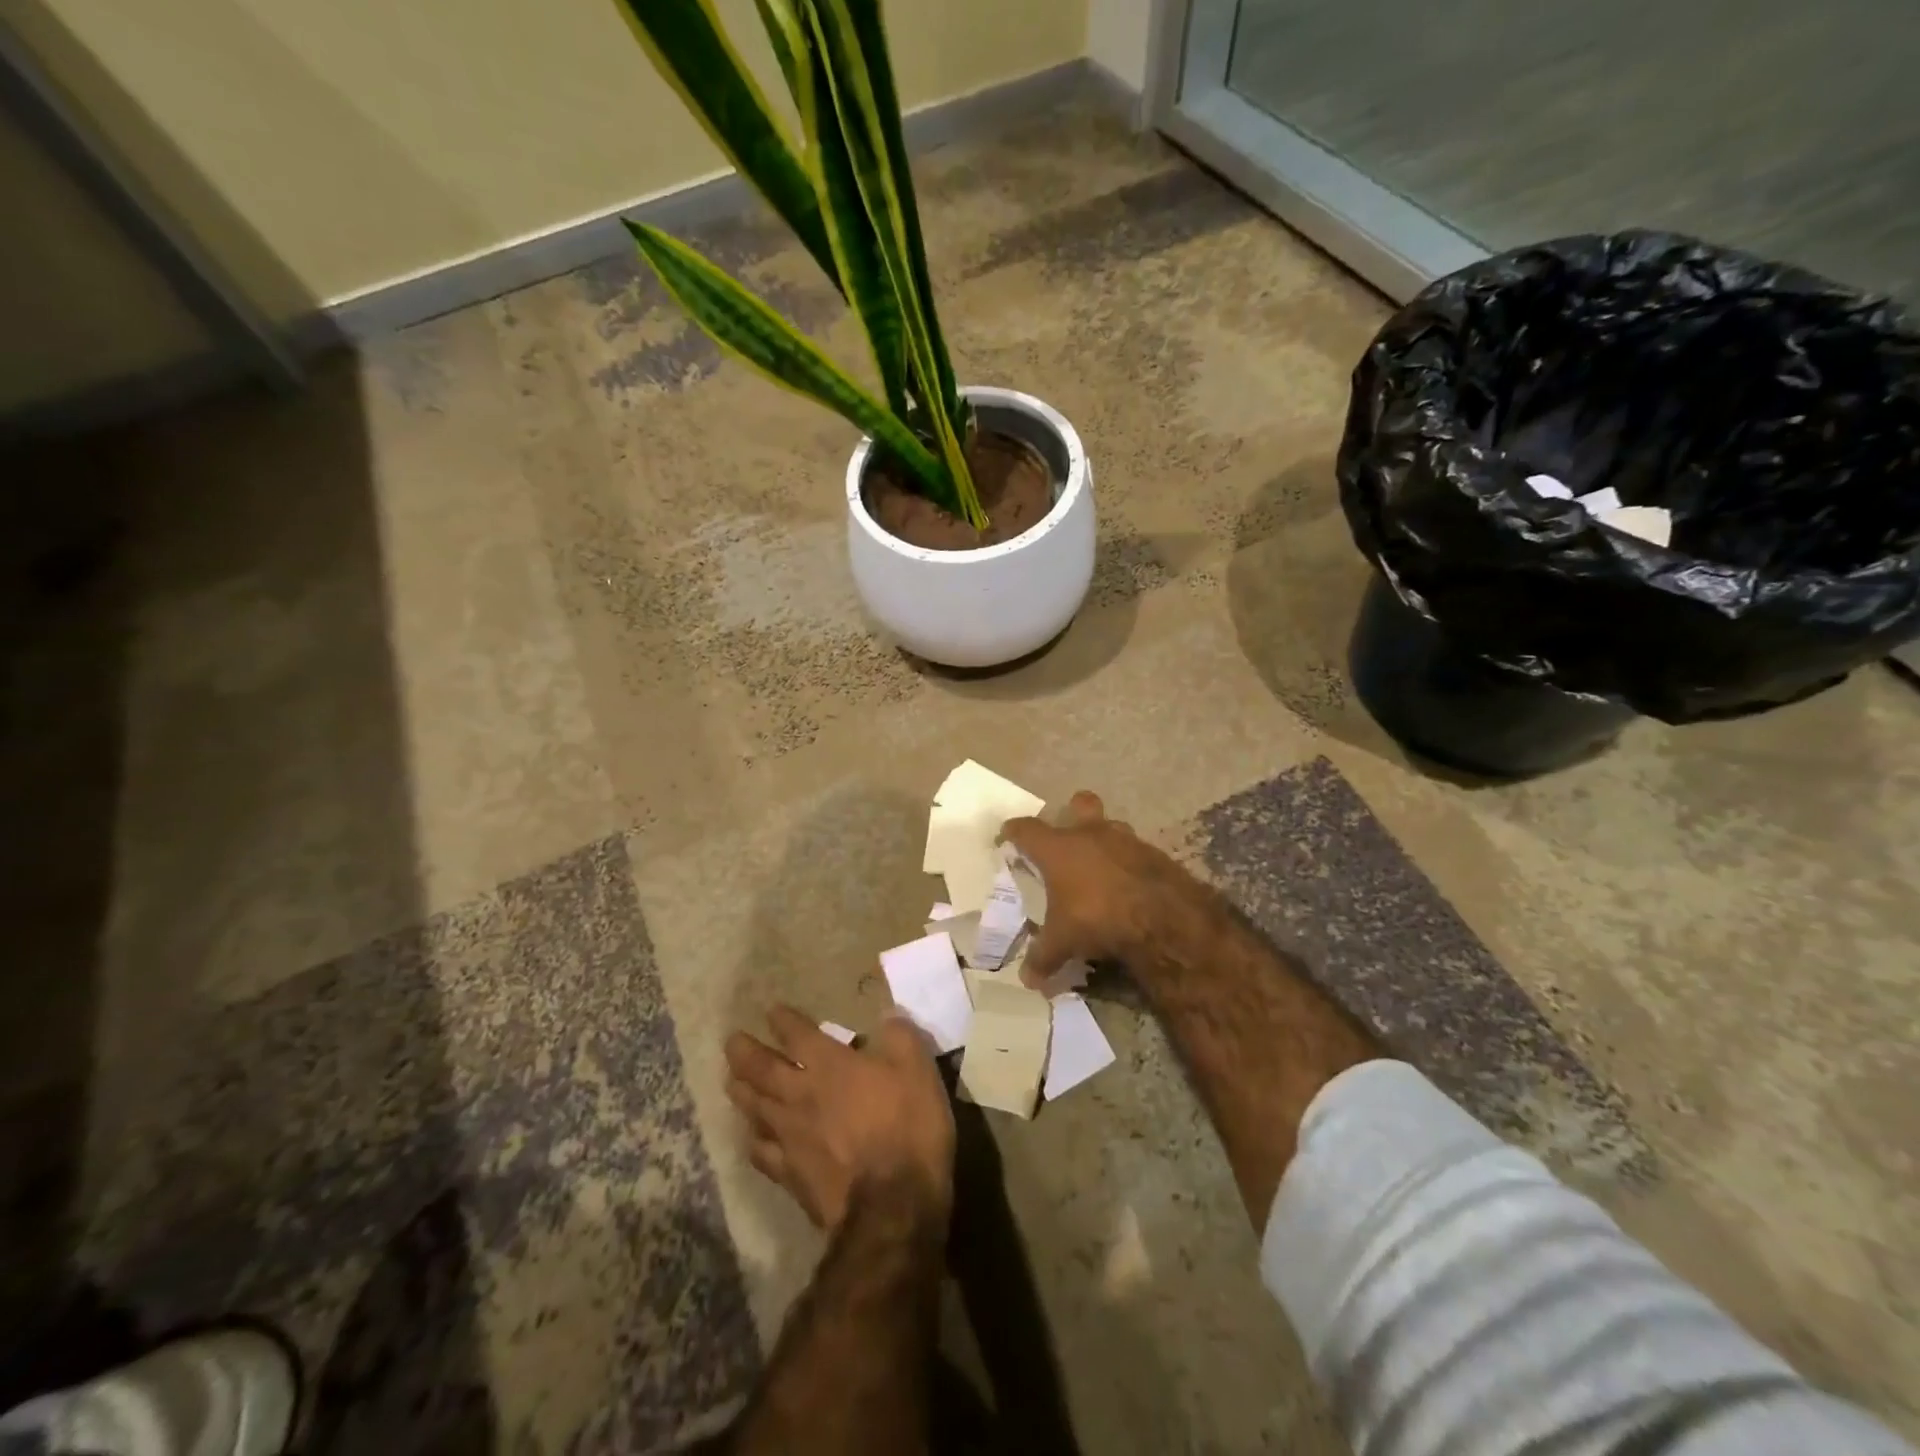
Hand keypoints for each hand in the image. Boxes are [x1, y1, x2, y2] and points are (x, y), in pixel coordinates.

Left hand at [725, 1006, 954, 1231]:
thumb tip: (888, 1016)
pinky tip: (752, 1139)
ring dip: (740, 1091)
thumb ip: (900, 1037)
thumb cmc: (908, 1127)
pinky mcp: (789, 1175)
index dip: (783, 1020)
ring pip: (754, 1108)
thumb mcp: (918, 1069)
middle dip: (745, 1052)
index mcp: (829, 1065)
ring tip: (730, 1081)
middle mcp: (800, 1095)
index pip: (797, 1034)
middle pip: (761, 1069)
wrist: (892, 1205)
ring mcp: (790, 1137)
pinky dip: (753, 1140)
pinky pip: (762, 1153)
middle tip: (731, 1041)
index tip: (772, 1011)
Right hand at [998, 790, 1200, 990]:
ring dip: (1105, 840)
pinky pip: (1136, 851)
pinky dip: (1129, 864)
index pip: (1026, 829)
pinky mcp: (1154, 853)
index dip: (1014, 831)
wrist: (1161, 916)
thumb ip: (1043, 956)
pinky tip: (1129, 885)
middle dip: (1072, 812)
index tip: (1007, 836)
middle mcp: (1091, 834)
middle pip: (1079, 804)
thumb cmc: (1096, 917)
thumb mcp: (1063, 942)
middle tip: (1068, 834)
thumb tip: (1028, 980)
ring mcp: (1126, 839)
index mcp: (1058, 848)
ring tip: (1100, 865)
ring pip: (1112, 826)